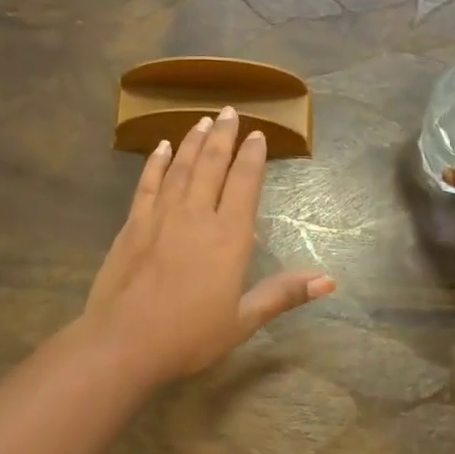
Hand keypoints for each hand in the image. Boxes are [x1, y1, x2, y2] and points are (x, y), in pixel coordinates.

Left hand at [83, 107, 335, 382]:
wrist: (124, 342)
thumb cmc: (189, 337)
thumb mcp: (242, 320)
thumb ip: (283, 294)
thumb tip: (330, 279)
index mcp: (229, 237)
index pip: (245, 183)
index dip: (252, 156)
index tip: (257, 134)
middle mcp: (197, 215)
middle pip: (212, 164)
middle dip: (224, 136)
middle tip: (230, 111)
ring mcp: (161, 215)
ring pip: (182, 166)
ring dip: (193, 140)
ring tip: (203, 119)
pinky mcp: (133, 222)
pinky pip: (148, 182)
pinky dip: (157, 162)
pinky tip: (162, 146)